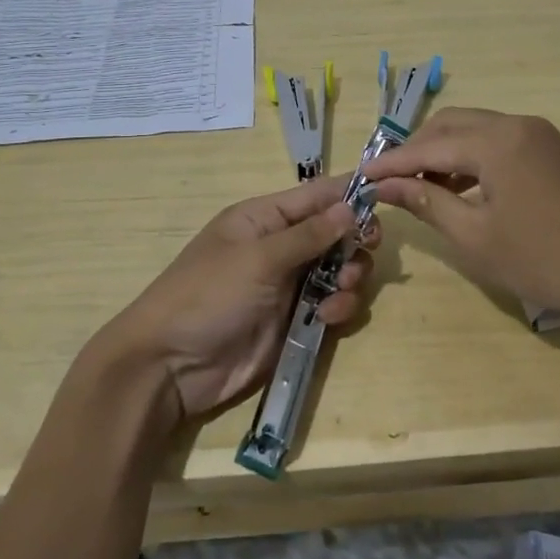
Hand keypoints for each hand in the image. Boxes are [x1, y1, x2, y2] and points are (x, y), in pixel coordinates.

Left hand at [93, 175, 375, 423]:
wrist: (171, 366)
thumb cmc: (208, 296)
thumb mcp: (257, 258)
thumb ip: (307, 235)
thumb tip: (349, 206)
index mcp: (263, 219)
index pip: (314, 195)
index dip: (349, 192)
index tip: (388, 193)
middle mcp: (279, 246)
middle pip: (334, 232)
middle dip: (355, 239)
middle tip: (368, 248)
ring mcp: (288, 285)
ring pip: (338, 269)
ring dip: (349, 276)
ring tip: (341, 290)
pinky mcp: (294, 321)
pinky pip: (331, 303)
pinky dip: (339, 306)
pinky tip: (329, 316)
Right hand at [361, 108, 559, 338]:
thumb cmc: (545, 260)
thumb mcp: (475, 236)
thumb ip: (426, 203)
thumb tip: (385, 186)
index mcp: (496, 141)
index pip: (427, 147)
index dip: (390, 164)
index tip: (360, 178)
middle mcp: (518, 125)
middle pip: (452, 126)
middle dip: (416, 150)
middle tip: (389, 182)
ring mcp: (542, 136)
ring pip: (477, 131)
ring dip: (445, 154)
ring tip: (421, 189)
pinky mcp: (557, 153)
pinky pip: (502, 143)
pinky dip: (474, 159)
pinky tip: (464, 189)